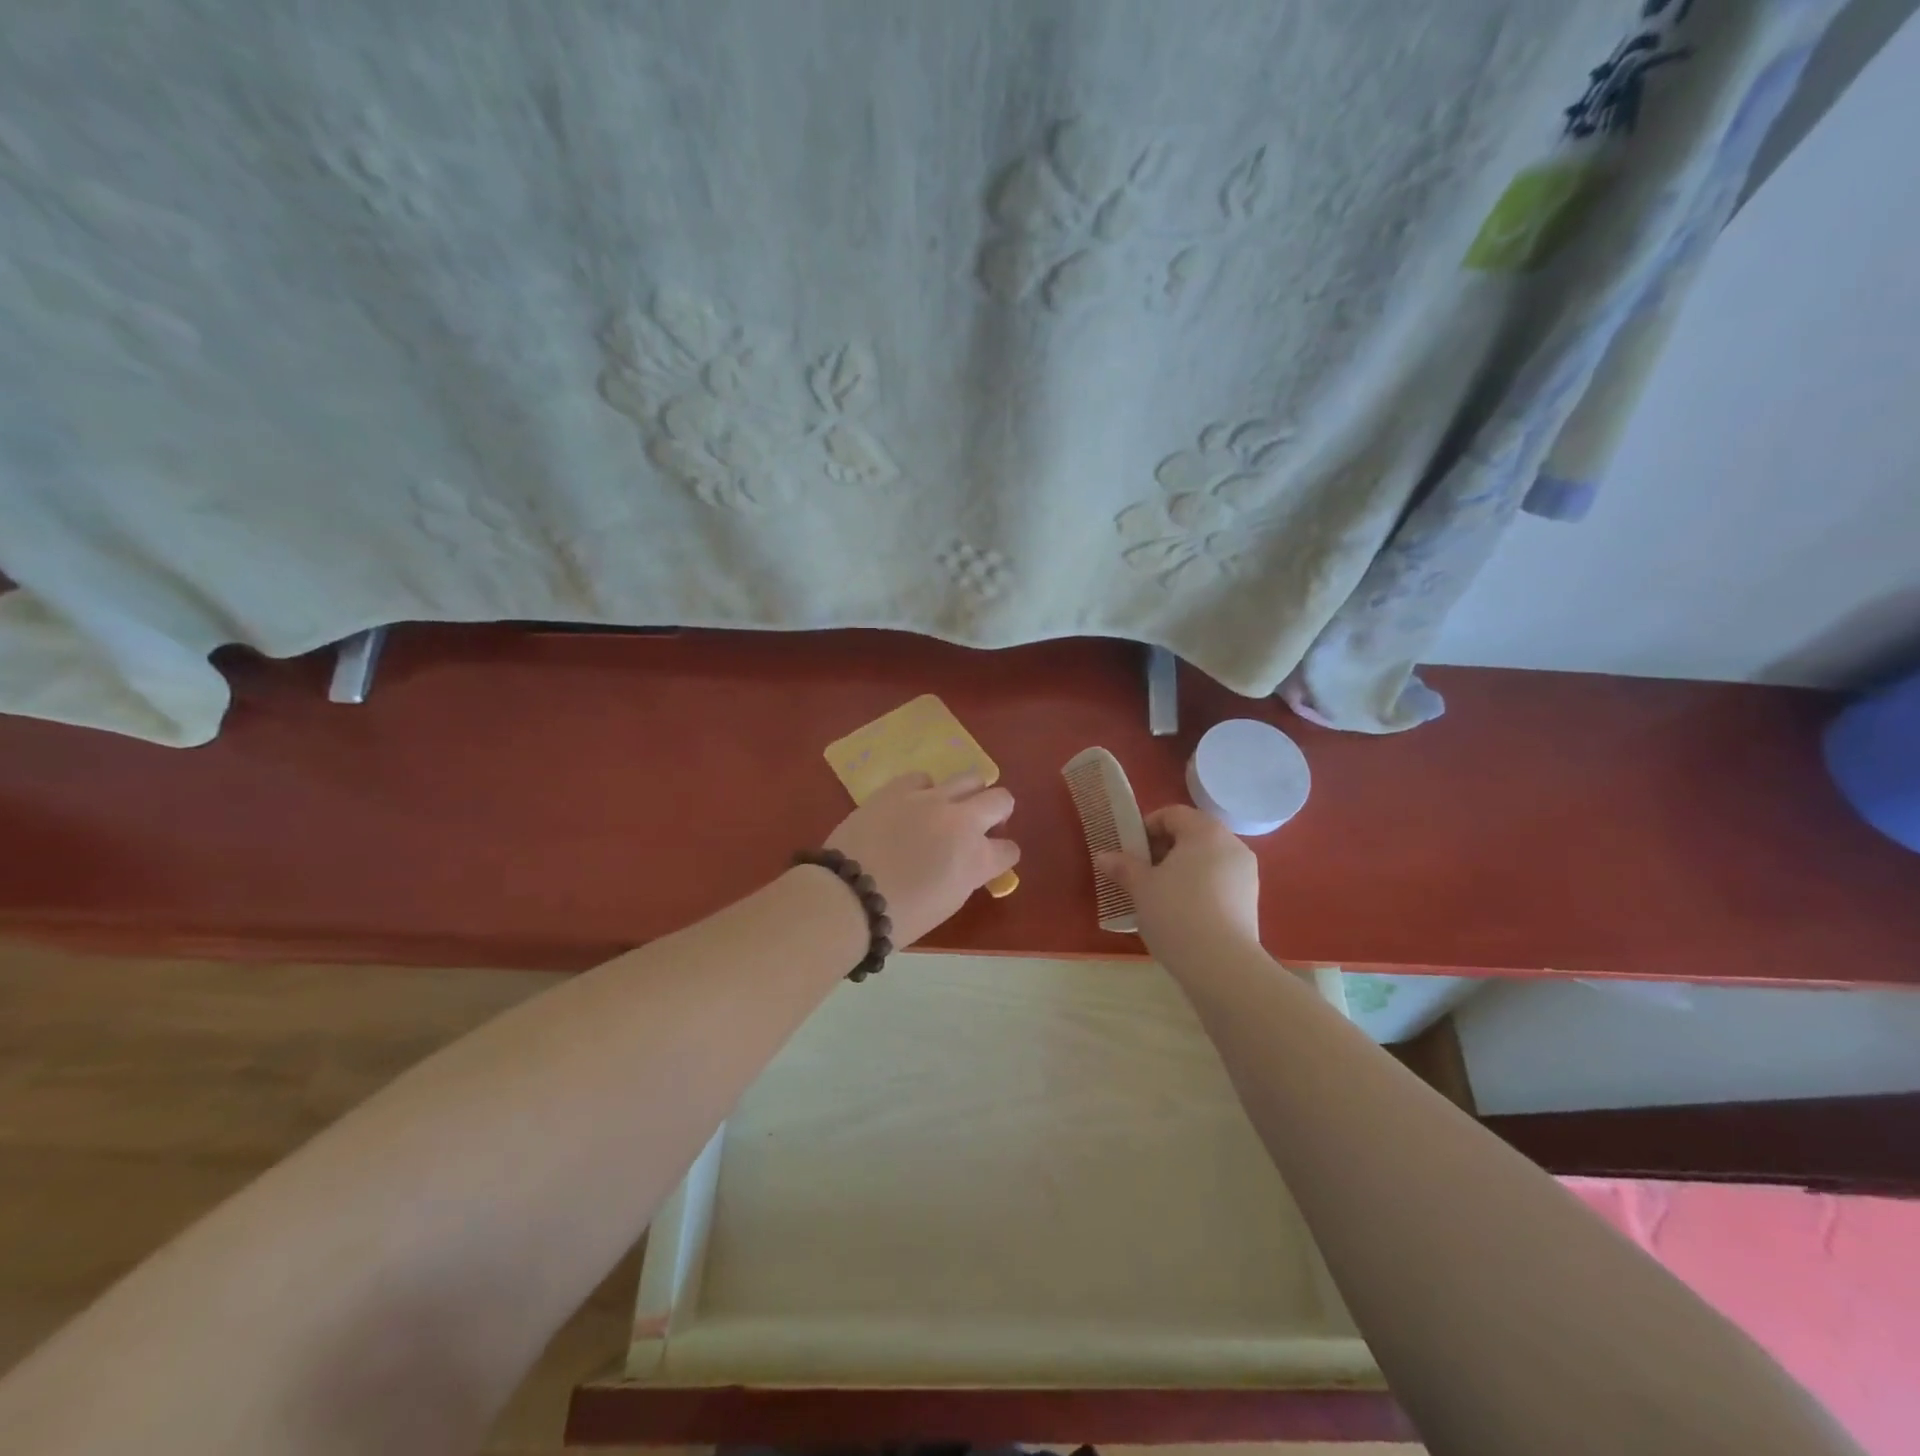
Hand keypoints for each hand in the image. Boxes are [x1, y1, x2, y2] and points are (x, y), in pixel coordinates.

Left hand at [823, 772, 1019, 946]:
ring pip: (970, 778)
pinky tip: (913, 804)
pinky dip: (925, 789)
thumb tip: (967, 862)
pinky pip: (924, 777)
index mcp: (977, 859)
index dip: (1001, 856)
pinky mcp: (900, 788)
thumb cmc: (900, 916)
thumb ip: (966, 875)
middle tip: (980, 825)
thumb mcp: (948, 902)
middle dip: (998, 812)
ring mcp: (931, 799)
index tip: (991, 861)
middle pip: (1001, 800)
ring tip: (950, 807)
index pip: (1009, 850)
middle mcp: (962, 821)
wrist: (848, 897)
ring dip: (968, 794)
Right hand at [1097, 804, 1260, 951]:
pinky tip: (1181, 914)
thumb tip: (1103, 856)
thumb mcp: (1141, 887)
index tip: (1130, 851)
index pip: (1173, 814)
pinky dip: (1198, 889)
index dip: (1147, 827)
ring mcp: (1246, 874)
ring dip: (1181, 871)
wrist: (1222, 966)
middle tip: (1140, 873)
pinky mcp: (1250, 902)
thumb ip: (1123, 867)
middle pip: (1192, 835)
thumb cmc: (1176, 913)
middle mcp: (1232, 845)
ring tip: (1158, 896)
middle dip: (1163, 850)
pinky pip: (1218, 883)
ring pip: (1206, 861)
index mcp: (1206, 832)